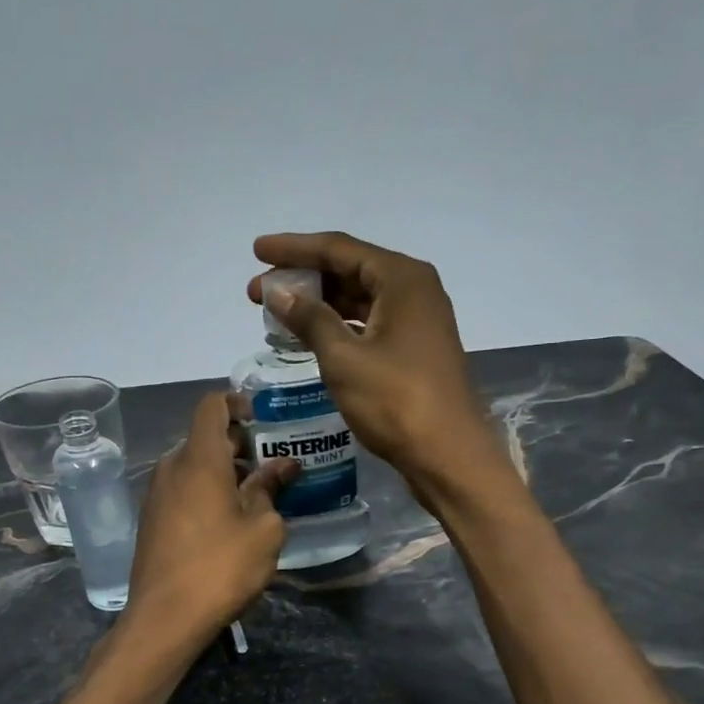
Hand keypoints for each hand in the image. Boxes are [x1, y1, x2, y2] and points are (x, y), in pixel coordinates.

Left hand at [126, 392, 295, 641]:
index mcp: (199, 459)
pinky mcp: (152, 521)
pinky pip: (183, 491)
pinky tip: (231, 520)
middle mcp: (172, 468)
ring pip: (194, 467)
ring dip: (225, 472)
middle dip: (240, 444)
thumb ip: (271, 490)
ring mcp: (157, 495)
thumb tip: (282, 466)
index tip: (263, 418)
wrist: (165, 617)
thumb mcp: (263, 529)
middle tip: (274, 464)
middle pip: (205, 438)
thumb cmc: (222, 567)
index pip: (212, 406)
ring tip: (258, 495)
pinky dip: (208, 492)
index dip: (237, 402)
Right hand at [248, 232, 496, 487]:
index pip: (338, 248)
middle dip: (303, 279)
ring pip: (359, 300)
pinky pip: (369, 325)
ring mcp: (418, 321)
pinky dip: (338, 327)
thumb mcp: (344, 359)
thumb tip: (278, 293)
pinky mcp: (415, 350)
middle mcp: (414, 290)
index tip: (256, 251)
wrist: (448, 455)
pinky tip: (311, 338)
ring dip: (319, 305)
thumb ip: (309, 319)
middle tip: (258, 293)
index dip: (293, 249)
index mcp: (402, 278)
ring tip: (277, 314)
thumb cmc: (396, 402)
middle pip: (350, 270)